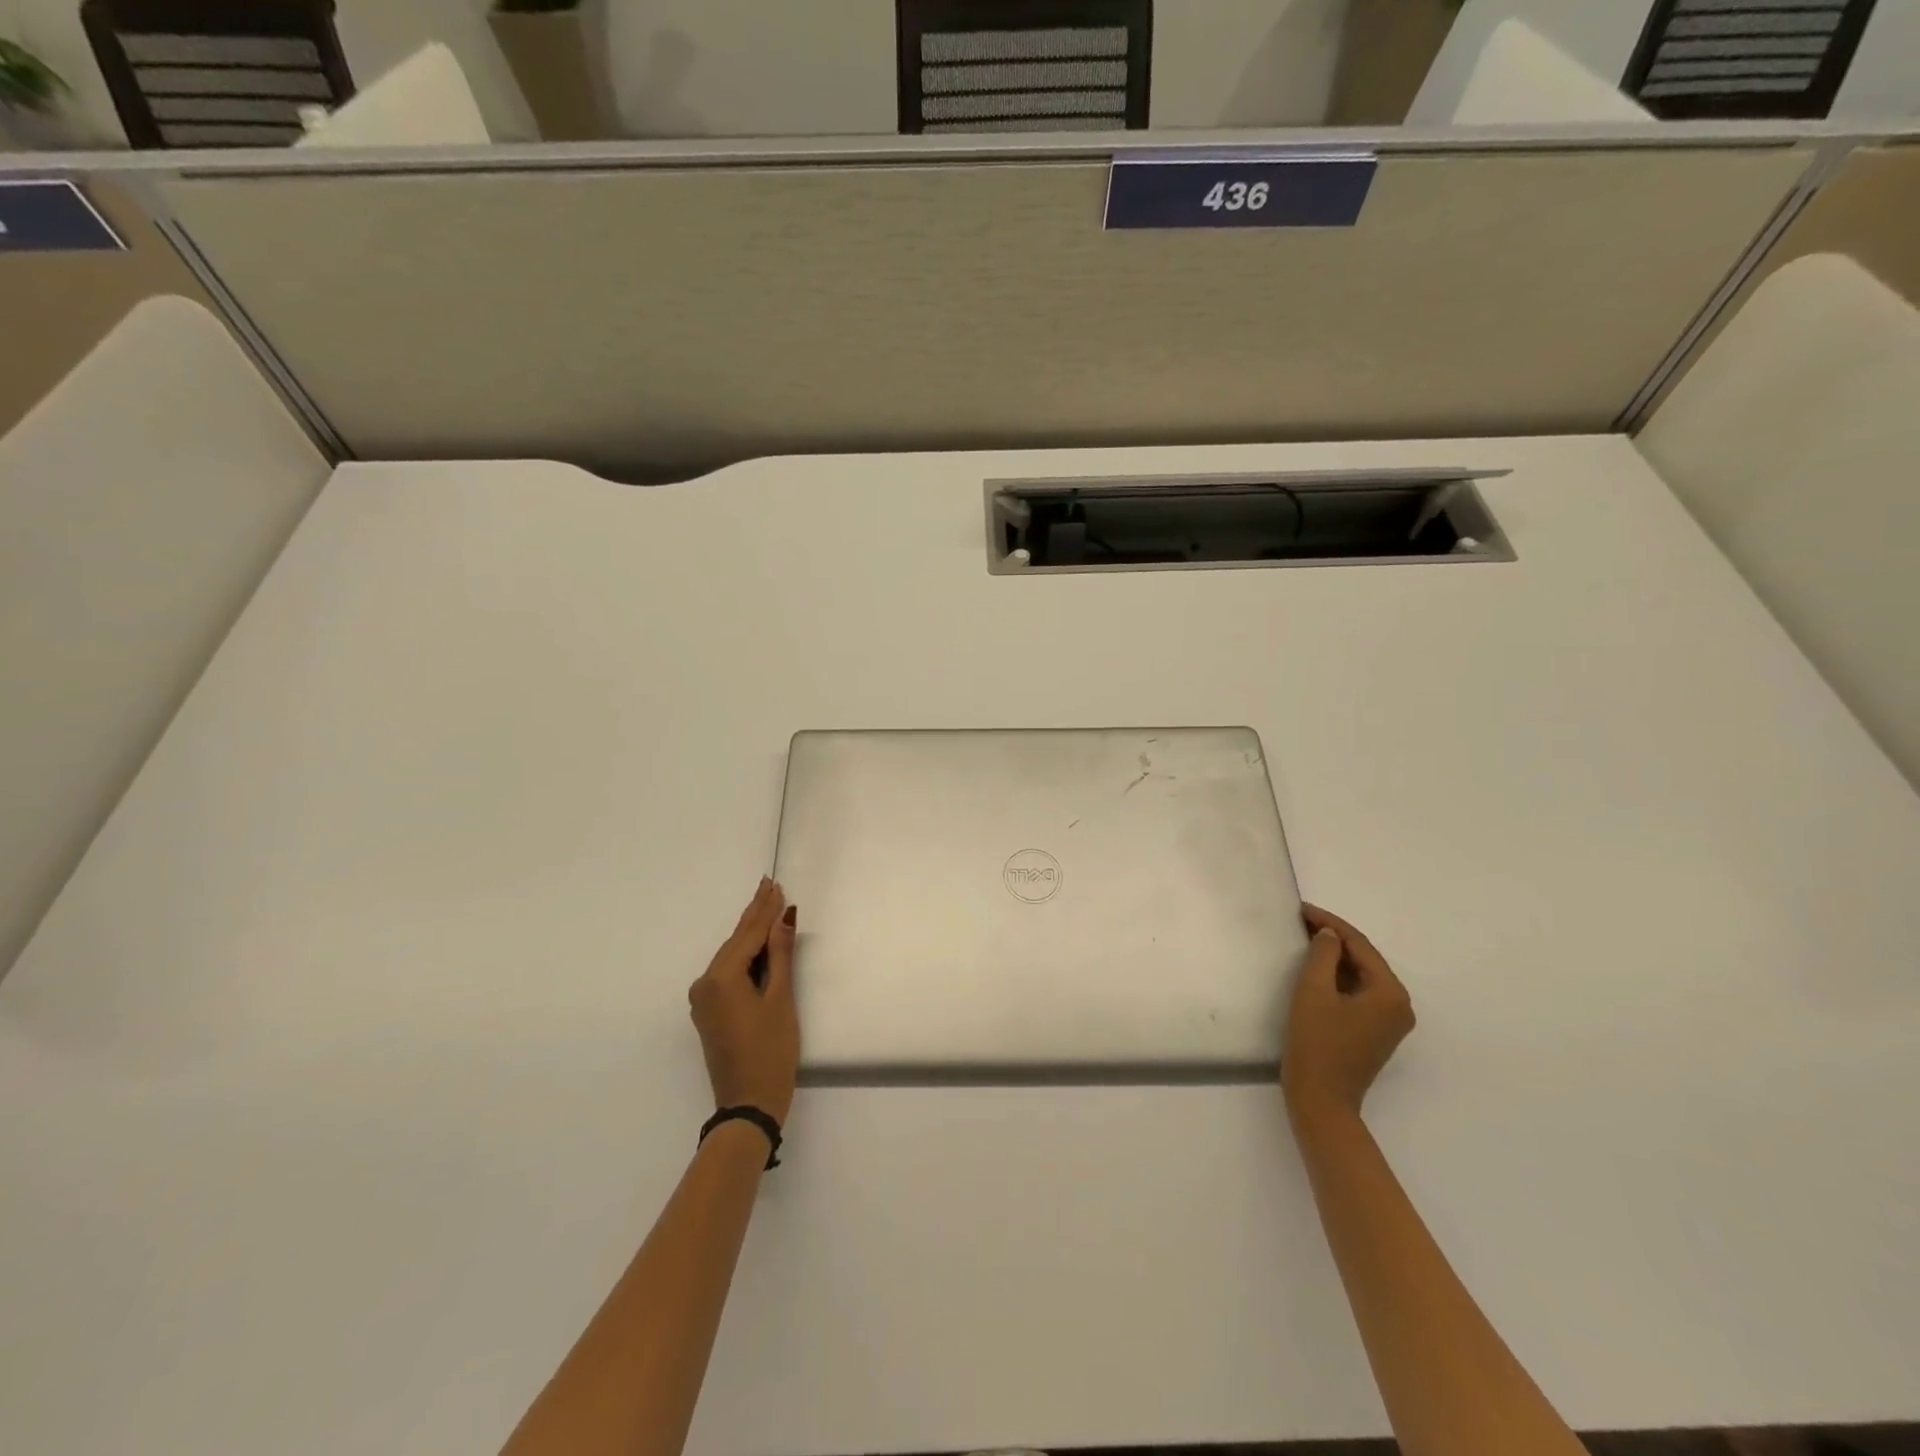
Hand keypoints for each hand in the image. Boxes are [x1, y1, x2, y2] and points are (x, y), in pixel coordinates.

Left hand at [689, 878, 799, 1124]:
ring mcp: (704, 998)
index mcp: (721, 978)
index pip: (749, 934)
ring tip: (767, 905)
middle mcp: (705, 983)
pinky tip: (757, 942)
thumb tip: (784, 917)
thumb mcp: (780, 999)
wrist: (748, 1105)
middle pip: (735, 941)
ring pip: (730, 955)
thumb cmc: (771, 1051)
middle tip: (769, 885)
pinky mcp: (709, 1011)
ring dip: (750, 933)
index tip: (775, 884)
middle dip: (755, 914)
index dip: (765, 909)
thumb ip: (780, 955)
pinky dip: (744, 954)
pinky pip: (727, 971)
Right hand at [1282, 904, 1414, 1121]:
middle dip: (1333, 938)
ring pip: (1361, 976)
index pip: (1360, 945)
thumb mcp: (1313, 991)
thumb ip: (1322, 954)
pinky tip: (1315, 968)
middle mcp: (1399, 1005)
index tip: (1301, 909)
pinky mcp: (1375, 1032)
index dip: (1330, 923)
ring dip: (1334, 957)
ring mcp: (1390, 1021)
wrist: (1320, 1099)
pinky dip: (1338, 977)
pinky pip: (1359, 993)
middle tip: (1300, 921)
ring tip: (1304, 938)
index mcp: (1391, 993)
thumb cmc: (1316, 1043)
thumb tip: (1329, 935)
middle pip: (1364, 959)